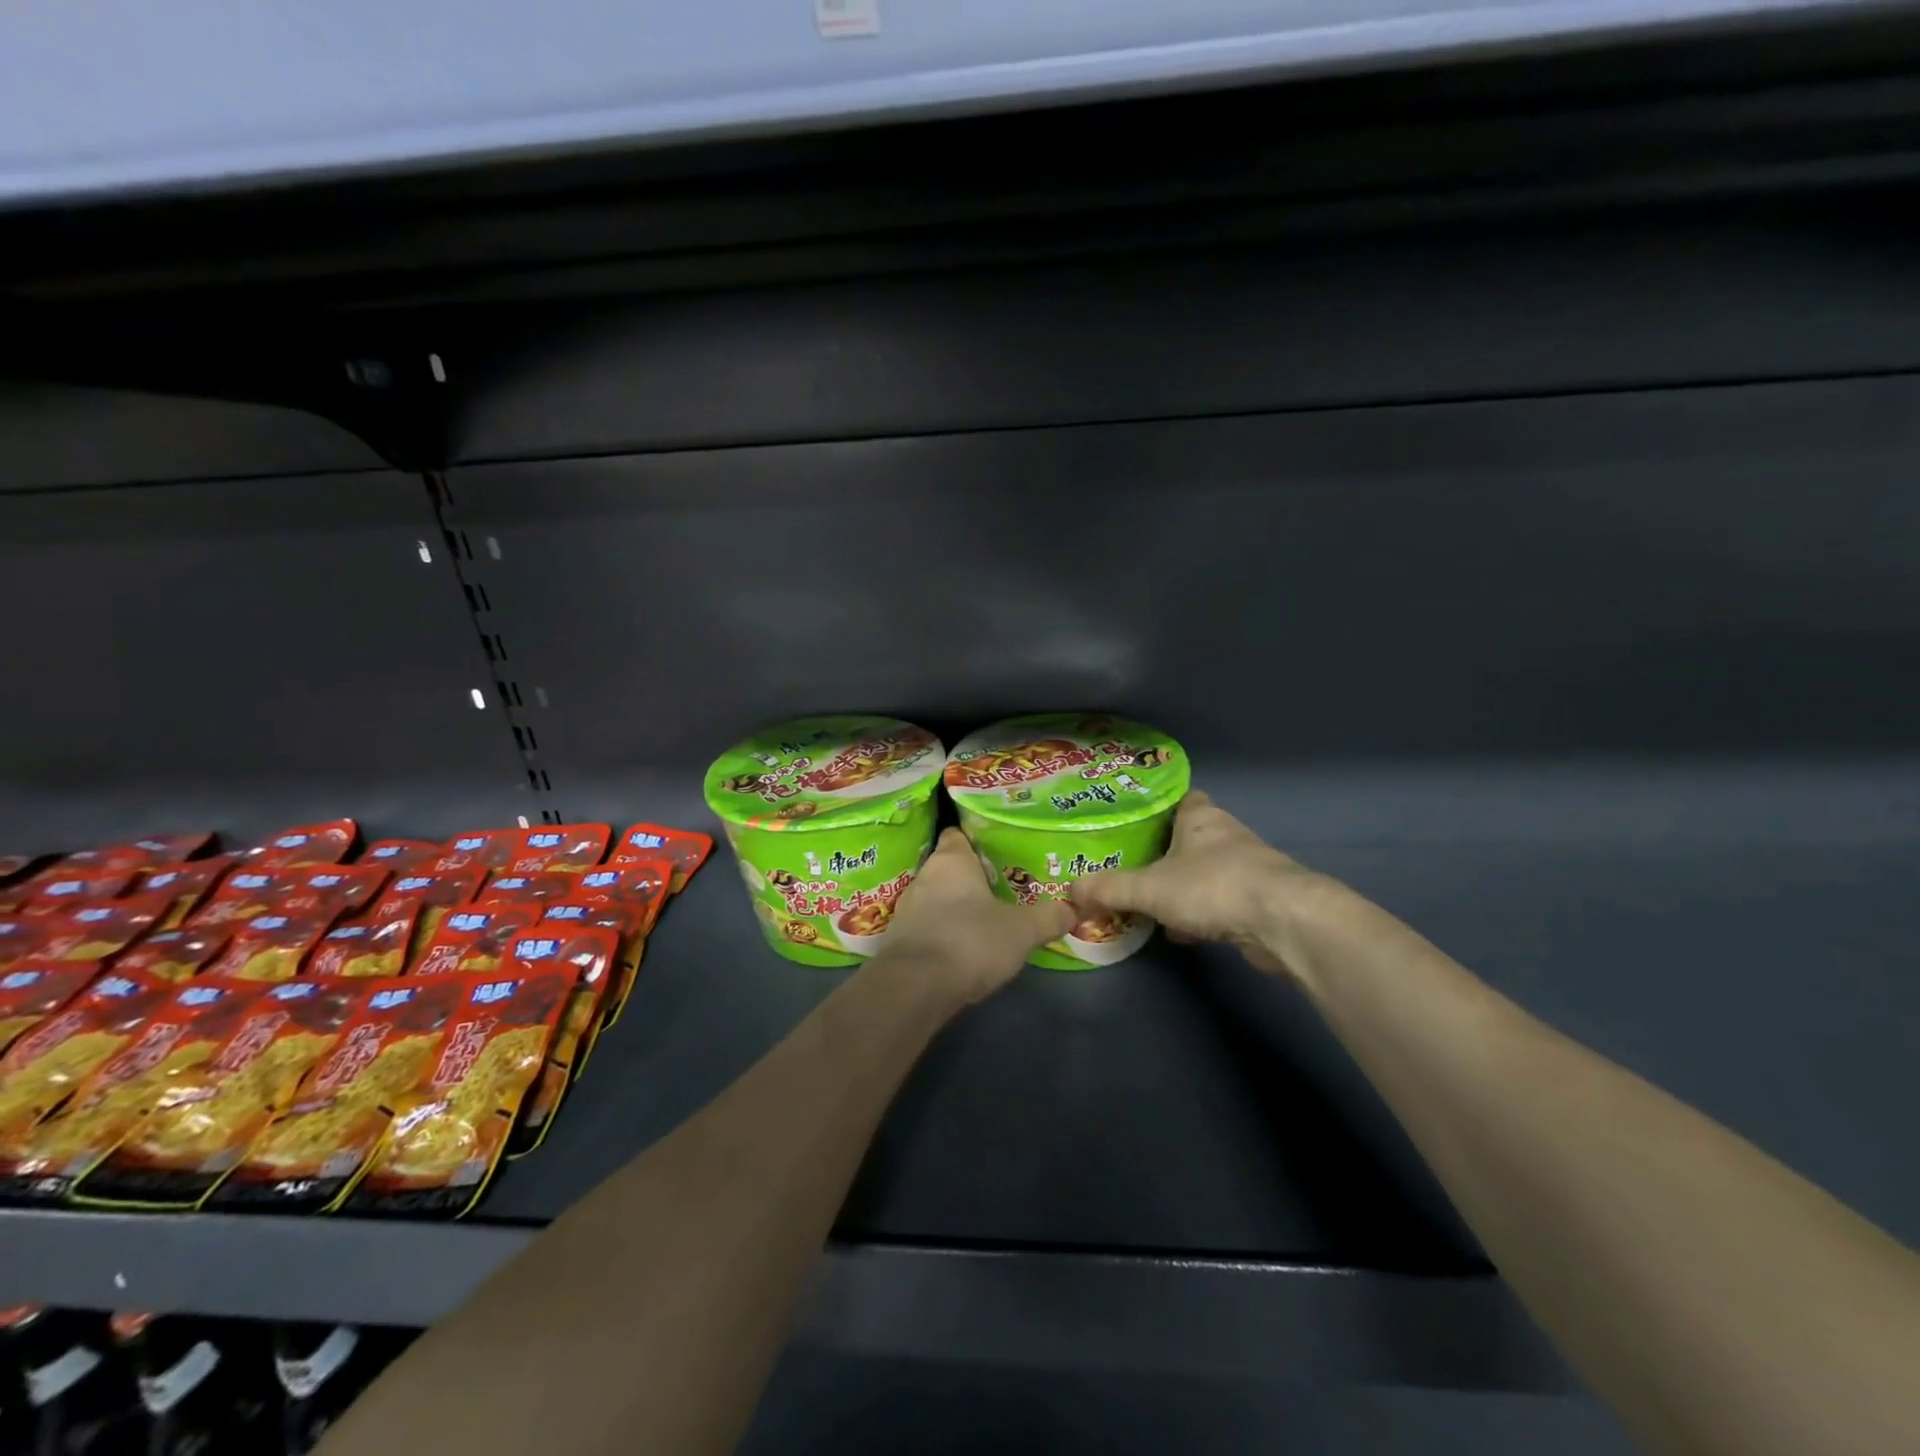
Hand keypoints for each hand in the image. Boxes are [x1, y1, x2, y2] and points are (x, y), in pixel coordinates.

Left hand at [876, 827, 1075, 1003]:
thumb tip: (1073, 909)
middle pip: (950, 868)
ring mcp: (907, 908)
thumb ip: (1048, 918)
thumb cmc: (970, 941)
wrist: (915, 988)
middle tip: (1003, 887)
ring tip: (986, 918)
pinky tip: (964, 947)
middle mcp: (924, 876)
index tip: (1000, 851)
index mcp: (951, 860)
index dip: (978, 840)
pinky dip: (943, 932)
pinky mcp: (899, 939)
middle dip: (973, 878)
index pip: (959, 834)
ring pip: (937, 898)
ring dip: (957, 907)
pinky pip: (927, 926)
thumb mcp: (1021, 931)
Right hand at [1070, 791, 1327, 975]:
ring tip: (1149, 902)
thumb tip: (1068, 892)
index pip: (1182, 799)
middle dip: (1166, 853)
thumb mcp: (1149, 888)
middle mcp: (1227, 836)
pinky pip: (1221, 902)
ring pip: (1207, 872)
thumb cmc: (1213, 887)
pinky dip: (1202, 915)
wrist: (1284, 922)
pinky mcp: (1262, 902)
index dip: (1160, 807)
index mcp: (1201, 818)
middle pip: (1191, 838)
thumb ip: (1109, 889)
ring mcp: (1249, 869)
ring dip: (1184, 887)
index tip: (1135, 823)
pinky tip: (1181, 933)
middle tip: (1133, 866)